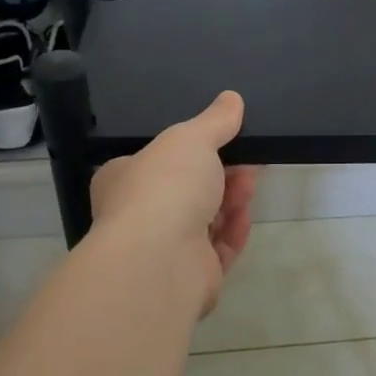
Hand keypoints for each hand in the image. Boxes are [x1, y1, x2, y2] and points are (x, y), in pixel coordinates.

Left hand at [90, 91, 260, 317]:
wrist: (160, 261)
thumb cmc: (164, 188)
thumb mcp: (191, 139)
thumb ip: (214, 121)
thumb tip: (232, 98)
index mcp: (124, 179)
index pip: (158, 160)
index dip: (194, 149)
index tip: (227, 137)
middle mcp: (139, 214)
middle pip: (188, 189)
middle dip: (221, 173)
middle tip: (248, 160)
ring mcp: (163, 249)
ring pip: (206, 219)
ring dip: (231, 200)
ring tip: (251, 183)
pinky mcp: (190, 276)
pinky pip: (217, 249)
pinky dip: (233, 231)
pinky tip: (246, 216)